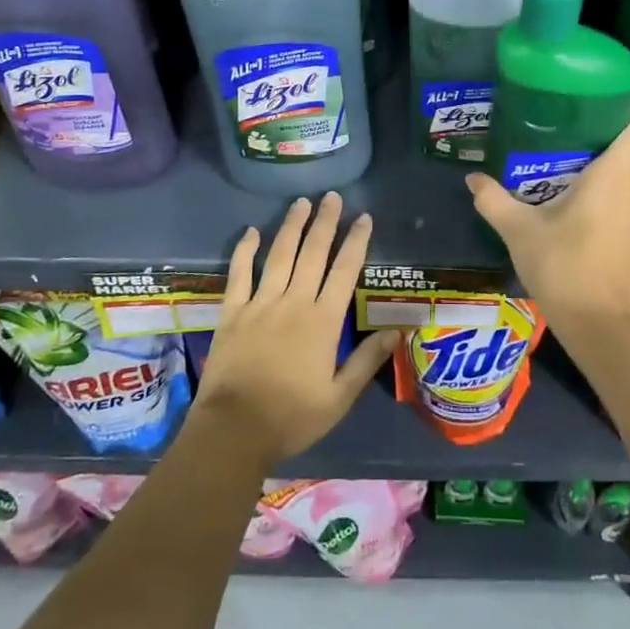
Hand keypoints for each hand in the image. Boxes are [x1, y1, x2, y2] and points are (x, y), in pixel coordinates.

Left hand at [192, 193, 398, 468]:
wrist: (233, 431)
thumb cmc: (291, 417)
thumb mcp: (338, 398)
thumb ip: (367, 361)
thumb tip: (397, 331)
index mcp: (323, 321)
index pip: (345, 271)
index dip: (356, 241)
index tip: (364, 217)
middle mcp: (294, 302)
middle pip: (313, 253)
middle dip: (325, 223)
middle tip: (333, 197)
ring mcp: (260, 304)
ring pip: (280, 255)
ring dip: (292, 227)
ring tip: (302, 203)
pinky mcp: (232, 312)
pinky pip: (239, 274)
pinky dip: (245, 250)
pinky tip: (251, 231)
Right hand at [465, 106, 629, 333]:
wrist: (600, 331)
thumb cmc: (564, 267)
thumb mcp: (519, 231)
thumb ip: (494, 201)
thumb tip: (472, 178)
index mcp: (616, 177)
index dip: (629, 106)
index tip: (602, 99)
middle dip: (609, 137)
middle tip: (571, 133)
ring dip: (609, 174)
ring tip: (571, 175)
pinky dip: (612, 205)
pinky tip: (582, 220)